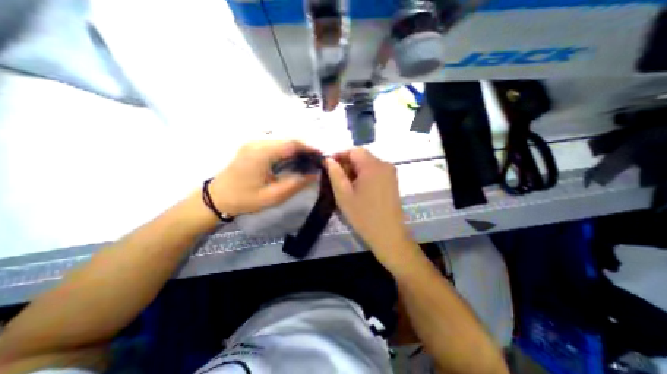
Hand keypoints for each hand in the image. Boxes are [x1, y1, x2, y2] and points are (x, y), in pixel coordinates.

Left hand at [211, 140, 319, 215]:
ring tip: (307, 161)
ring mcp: (254, 143)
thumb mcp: (273, 196)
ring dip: (296, 149)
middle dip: (305, 148)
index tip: (321, 156)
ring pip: (282, 141)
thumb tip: (314, 174)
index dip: (309, 148)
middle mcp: (258, 143)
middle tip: (316, 161)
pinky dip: (287, 151)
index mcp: (262, 153)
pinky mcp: (253, 146)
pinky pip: (275, 145)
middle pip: (288, 140)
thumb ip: (296, 184)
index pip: (292, 144)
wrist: (217, 198)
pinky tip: (292, 160)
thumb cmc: (245, 199)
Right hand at [325, 147, 412, 263]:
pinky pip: (375, 171)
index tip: (329, 167)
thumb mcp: (343, 195)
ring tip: (346, 186)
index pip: (354, 150)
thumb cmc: (363, 216)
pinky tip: (358, 189)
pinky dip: (364, 175)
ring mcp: (390, 173)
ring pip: (368, 164)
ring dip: (355, 171)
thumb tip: (328, 159)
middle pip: (362, 156)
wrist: (388, 235)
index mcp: (373, 166)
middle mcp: (385, 164)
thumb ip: (335, 174)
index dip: (339, 155)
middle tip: (336, 179)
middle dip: (347, 164)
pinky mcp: (392, 181)